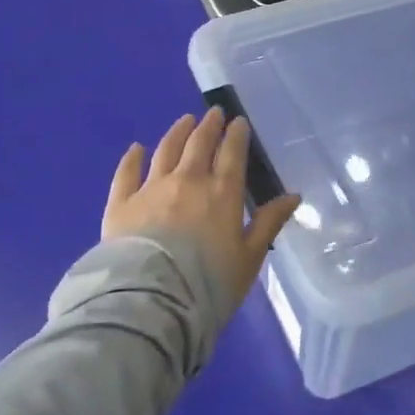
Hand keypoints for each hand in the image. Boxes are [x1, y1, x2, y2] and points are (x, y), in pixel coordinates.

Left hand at [103, 108, 301, 312]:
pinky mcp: (121, 203)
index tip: (238, 121)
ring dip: (178, 133)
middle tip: (213, 113)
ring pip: (166, 150)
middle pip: (199, 144)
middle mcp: (188, 181)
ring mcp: (151, 189)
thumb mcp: (249, 258)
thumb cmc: (209, 283)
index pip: (232, 154)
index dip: (236, 135)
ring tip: (185, 121)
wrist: (151, 301)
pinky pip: (127, 173)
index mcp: (222, 192)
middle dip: (209, 126)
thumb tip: (293, 196)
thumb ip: (269, 223)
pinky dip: (132, 158)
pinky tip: (137, 148)